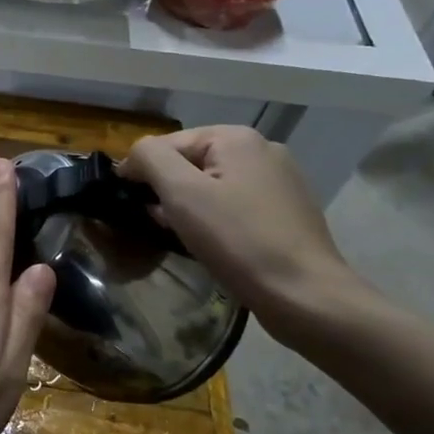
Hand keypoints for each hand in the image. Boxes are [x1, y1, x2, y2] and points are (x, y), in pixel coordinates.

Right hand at [119, 127, 362, 339]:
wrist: (304, 295)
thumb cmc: (237, 240)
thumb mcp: (181, 193)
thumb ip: (150, 158)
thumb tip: (133, 156)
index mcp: (236, 138)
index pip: (166, 144)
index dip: (141, 171)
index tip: (129, 204)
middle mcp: (262, 149)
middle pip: (191, 162)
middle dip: (168, 191)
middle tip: (159, 224)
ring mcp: (280, 180)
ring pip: (213, 184)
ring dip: (190, 207)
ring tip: (184, 236)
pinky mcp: (287, 210)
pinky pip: (235, 204)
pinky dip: (216, 218)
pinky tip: (214, 243)